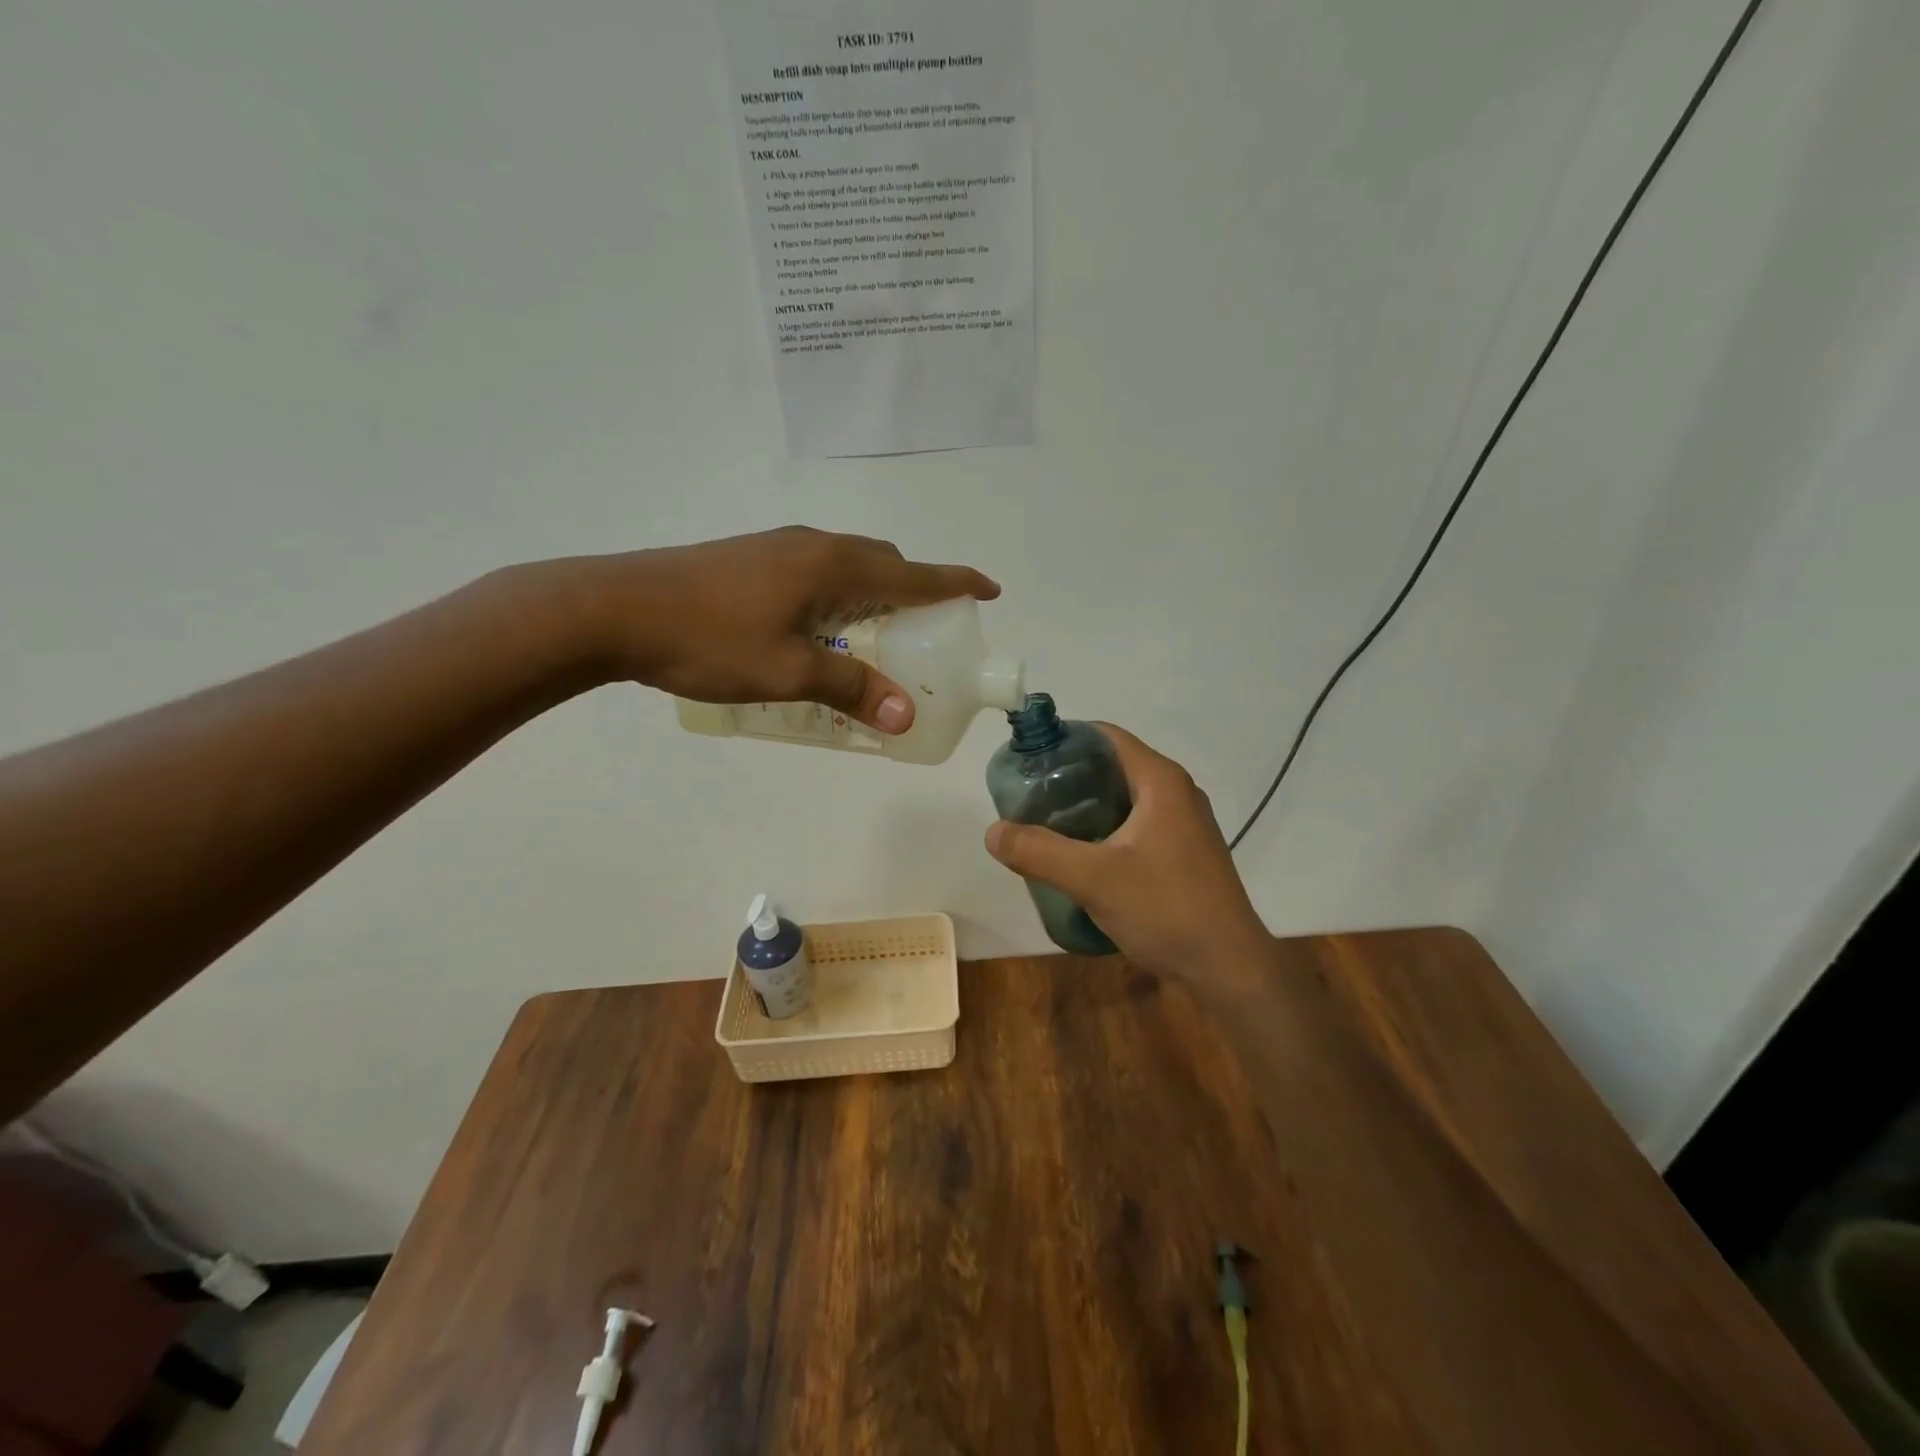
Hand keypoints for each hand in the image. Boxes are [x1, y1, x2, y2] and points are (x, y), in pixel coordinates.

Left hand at [570, 526, 998, 733]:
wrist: (613, 608)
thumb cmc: (708, 639)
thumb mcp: (786, 673)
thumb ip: (850, 689)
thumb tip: (906, 715)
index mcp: (831, 565)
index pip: (912, 572)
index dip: (956, 581)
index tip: (990, 589)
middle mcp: (812, 545)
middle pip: (882, 563)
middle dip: (913, 592)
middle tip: (923, 635)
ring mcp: (777, 548)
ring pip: (846, 566)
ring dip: (872, 595)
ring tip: (873, 639)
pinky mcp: (749, 559)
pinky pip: (815, 573)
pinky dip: (838, 597)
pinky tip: (816, 632)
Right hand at [984, 724, 1270, 979]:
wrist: (1228, 969)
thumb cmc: (1165, 909)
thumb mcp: (1093, 879)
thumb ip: (1038, 852)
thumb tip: (992, 832)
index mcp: (1161, 781)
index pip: (1106, 736)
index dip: (1064, 739)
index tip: (1027, 759)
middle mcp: (1177, 793)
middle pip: (1113, 766)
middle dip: (1068, 777)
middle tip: (1028, 797)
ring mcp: (1184, 825)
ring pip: (1124, 799)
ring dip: (1085, 807)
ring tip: (1044, 826)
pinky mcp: (1184, 854)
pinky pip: (1136, 826)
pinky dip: (1104, 830)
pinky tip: (1079, 857)